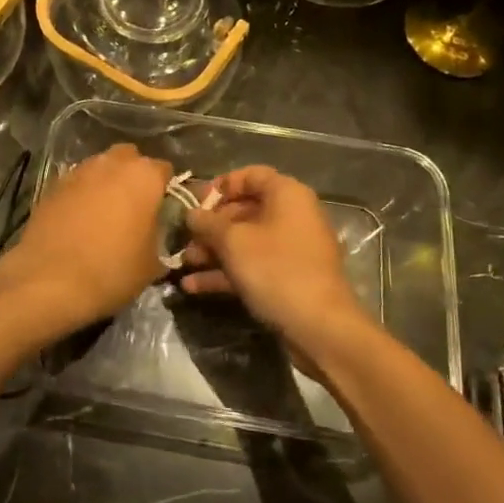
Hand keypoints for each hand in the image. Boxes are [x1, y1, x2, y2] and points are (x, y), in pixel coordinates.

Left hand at [0, 144, 170, 330]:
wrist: (50, 280)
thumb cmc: (112, 270)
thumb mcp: (152, 264)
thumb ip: (158, 237)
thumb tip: (153, 234)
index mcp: (144, 176)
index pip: (164, 169)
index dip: (165, 188)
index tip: (163, 208)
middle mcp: (112, 164)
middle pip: (129, 158)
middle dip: (133, 175)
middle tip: (134, 205)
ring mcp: (79, 171)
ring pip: (100, 167)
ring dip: (105, 182)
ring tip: (105, 212)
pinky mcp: (52, 184)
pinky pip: (76, 182)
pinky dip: (81, 194)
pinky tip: (79, 219)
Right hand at [181, 166, 362, 341]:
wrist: (320, 328)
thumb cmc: (276, 269)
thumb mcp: (233, 241)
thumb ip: (207, 223)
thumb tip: (191, 214)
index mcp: (287, 195)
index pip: (251, 175)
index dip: (221, 185)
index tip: (196, 202)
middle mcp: (292, 216)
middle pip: (244, 210)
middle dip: (211, 226)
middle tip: (185, 238)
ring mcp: (291, 250)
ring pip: (245, 241)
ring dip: (213, 251)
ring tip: (184, 263)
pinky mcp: (287, 279)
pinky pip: (252, 266)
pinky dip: (225, 272)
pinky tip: (193, 286)